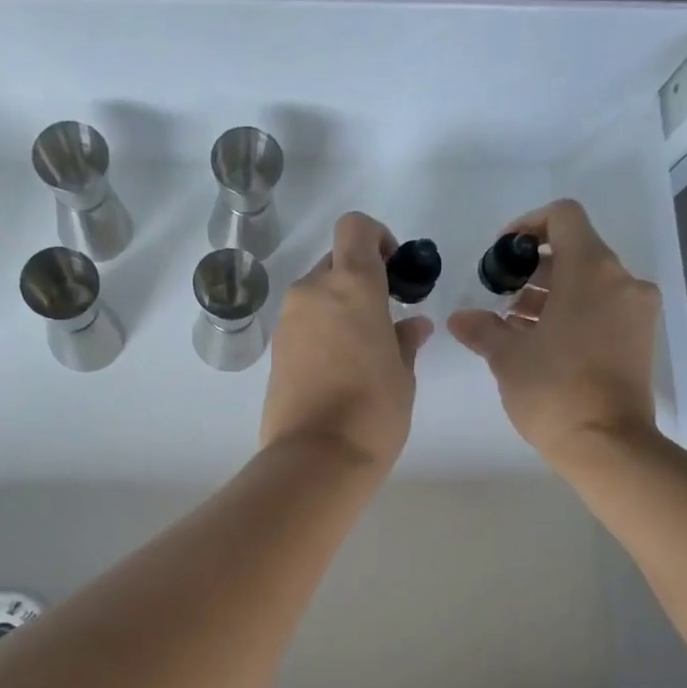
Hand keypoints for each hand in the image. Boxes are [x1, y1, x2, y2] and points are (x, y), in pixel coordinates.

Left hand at [261, 211, 432, 473]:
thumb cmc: (373, 411)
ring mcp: (288, 322)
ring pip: (316, 296)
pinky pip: (303, 325)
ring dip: (338, 308)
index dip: (377, 238)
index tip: (394, 271)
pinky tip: (339, 370)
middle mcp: (312, 292)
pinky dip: (321, 332)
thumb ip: (405, 340)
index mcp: (351, 285)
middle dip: (359, 280)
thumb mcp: (403, 374)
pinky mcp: (275, 352)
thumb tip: (412, 326)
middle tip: (383, 319)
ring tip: (362, 351)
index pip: (356, 228)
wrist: (316, 458)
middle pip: (335, 263)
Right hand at [448, 199, 660, 468]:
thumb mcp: (507, 357)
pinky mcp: (640, 339)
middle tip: (501, 297)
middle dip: (534, 269)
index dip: (527, 225)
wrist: (607, 444)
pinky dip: (573, 314)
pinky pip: (603, 309)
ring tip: (515, 326)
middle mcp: (621, 281)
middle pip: (576, 252)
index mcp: (591, 270)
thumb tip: (460, 318)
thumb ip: (482, 329)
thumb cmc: (554, 390)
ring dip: (552, 295)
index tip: (502, 255)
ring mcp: (636, 311)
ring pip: (590, 284)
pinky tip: (542, 344)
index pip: (563, 216)